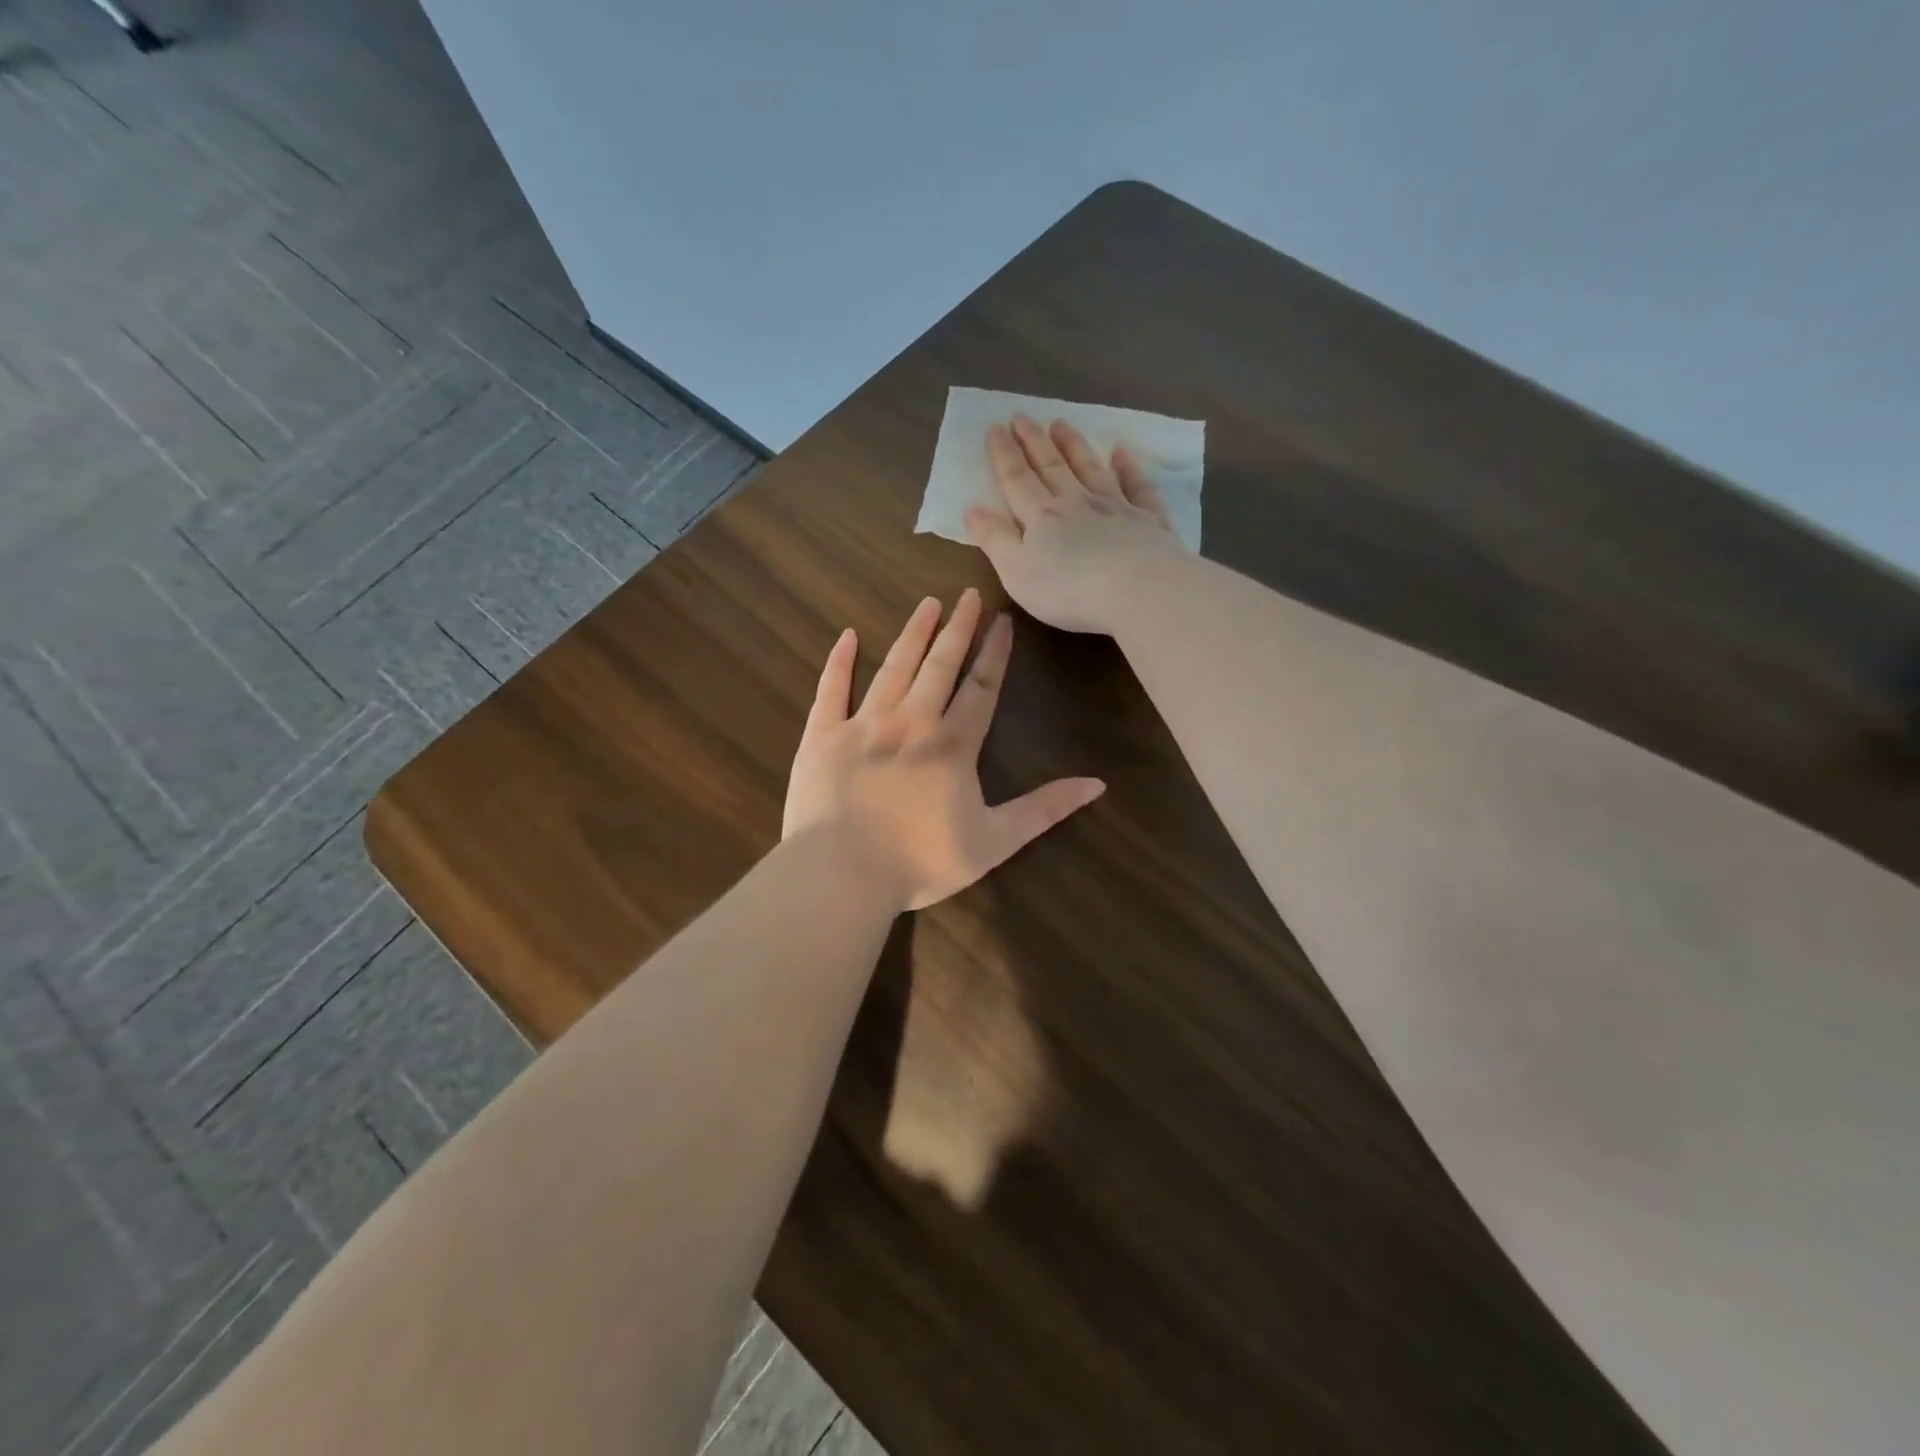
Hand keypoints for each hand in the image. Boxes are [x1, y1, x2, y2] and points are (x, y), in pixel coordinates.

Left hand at [783, 589, 1104, 910]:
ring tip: (926, 603)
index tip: (1002, 620)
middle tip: (966, 594)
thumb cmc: (920, 862)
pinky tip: (847, 636)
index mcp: (953, 745)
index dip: (995, 653)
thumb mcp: (995, 842)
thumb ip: (1044, 809)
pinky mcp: (822, 736)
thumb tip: (1097, 784)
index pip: (982, 687)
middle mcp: (911, 722)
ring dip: (912, 634)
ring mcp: (863, 724)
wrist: (842, 875)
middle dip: (957, 628)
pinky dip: (839, 661)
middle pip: (939, 665)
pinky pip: (831, 689)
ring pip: (893, 668)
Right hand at [964, 414, 1184, 634]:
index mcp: (1041, 516)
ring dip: (1074, 446)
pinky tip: (1121, 453)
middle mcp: (1076, 502)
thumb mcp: (1017, 572)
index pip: (1017, 479)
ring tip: (1061, 424)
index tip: (995, 428)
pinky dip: (1128, 467)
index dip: (1004, 454)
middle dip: (1034, 441)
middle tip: (1022, 416)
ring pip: (1090, 468)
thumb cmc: (1069, 590)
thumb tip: (972, 509)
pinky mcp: (1148, 520)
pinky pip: (1136, 486)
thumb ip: (995, 540)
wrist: (1139, 591)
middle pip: (1052, 466)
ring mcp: (1115, 507)